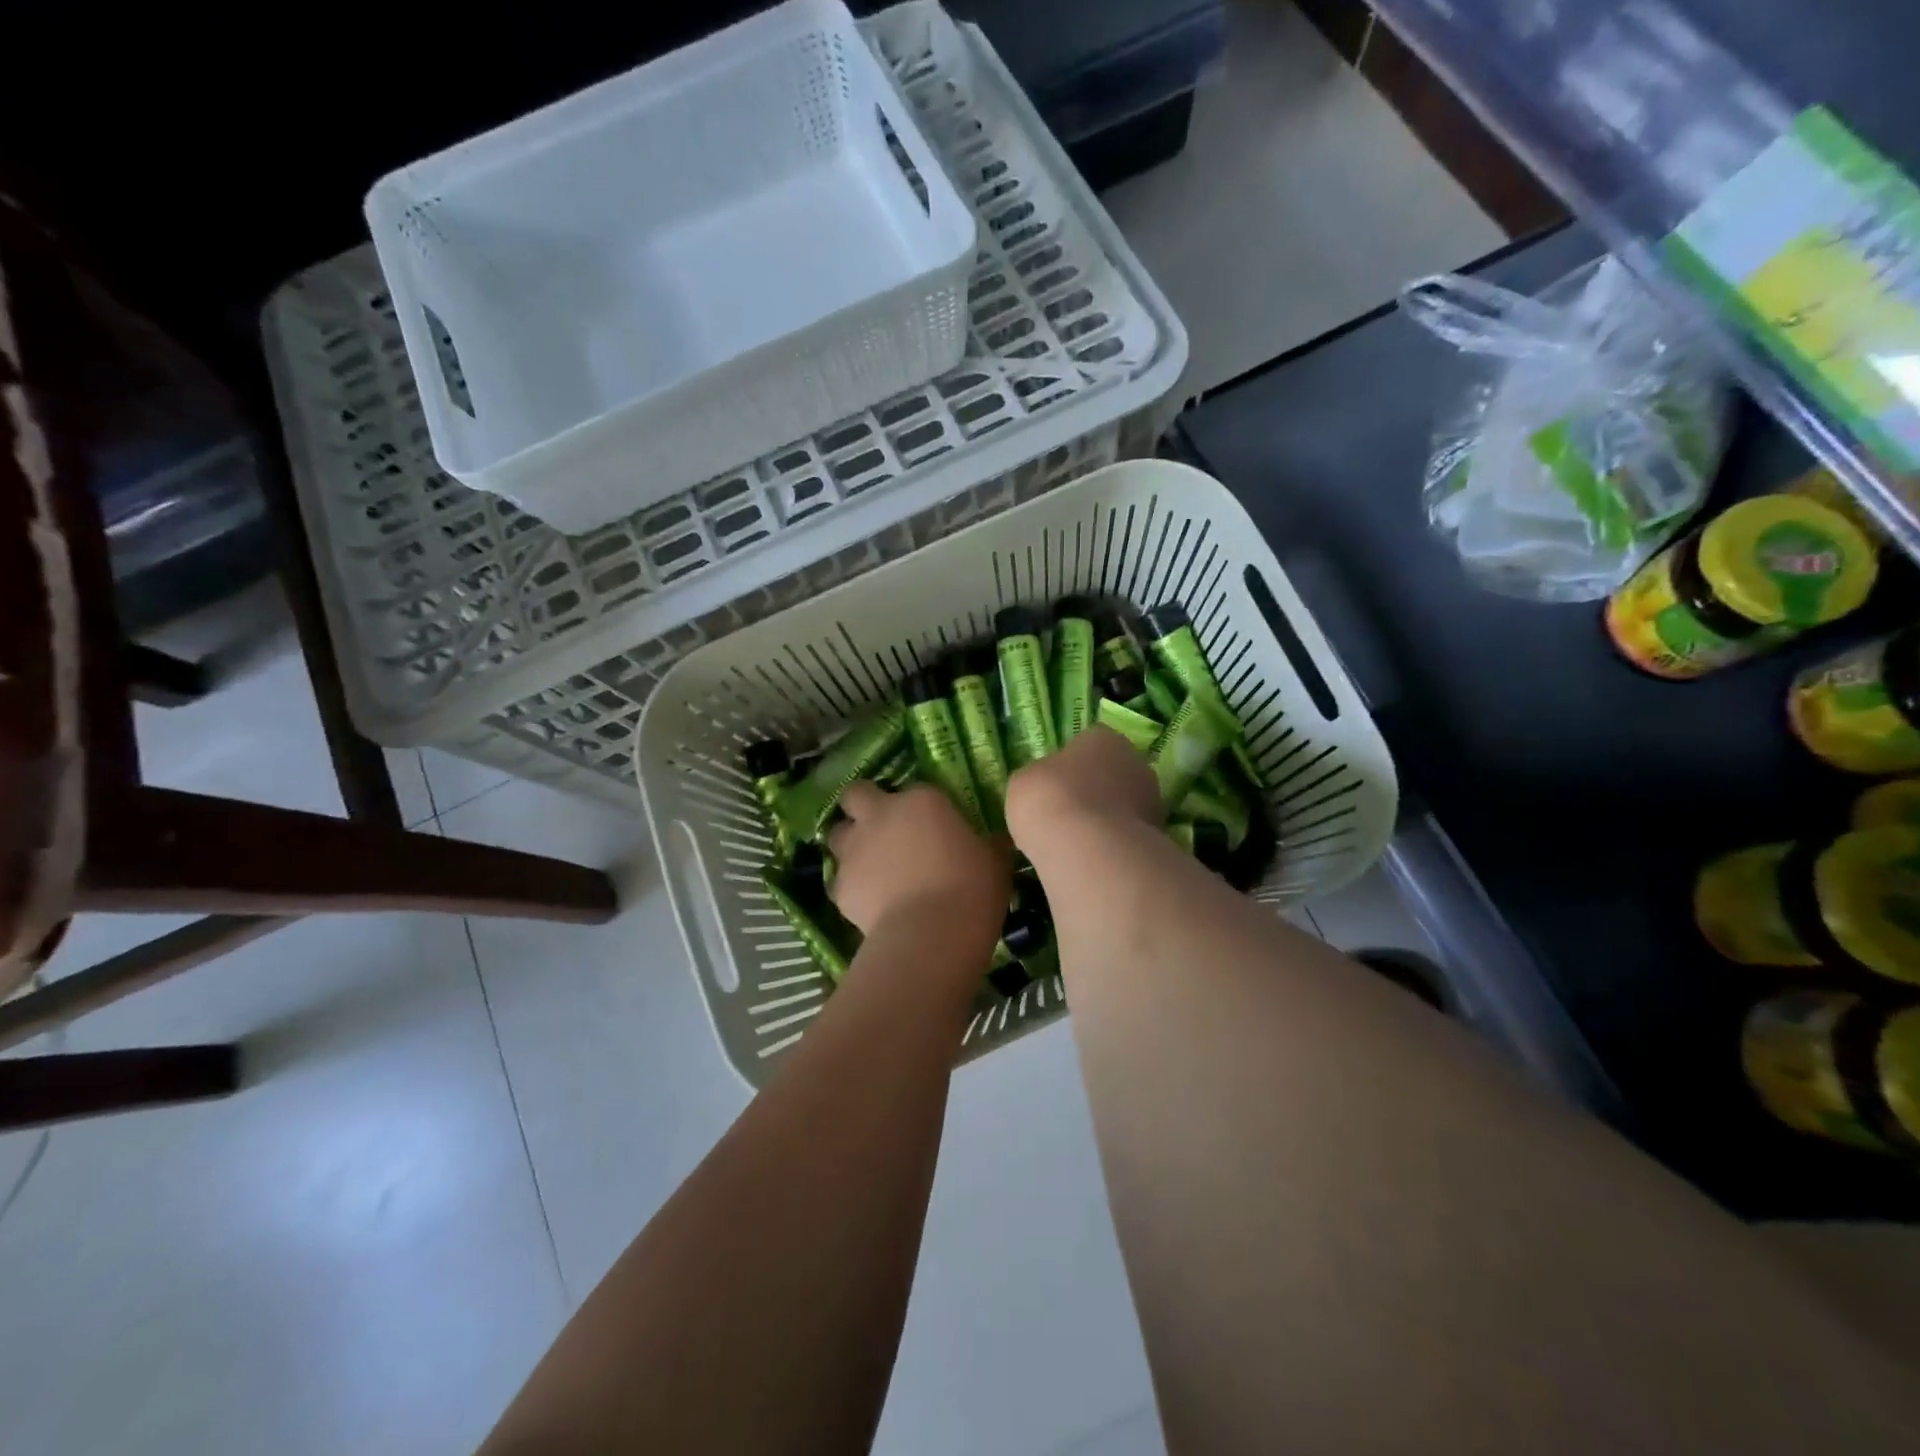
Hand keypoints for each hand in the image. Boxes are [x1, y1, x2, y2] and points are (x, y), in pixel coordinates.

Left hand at [828, 782, 1009, 939]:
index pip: (916, 789)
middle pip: (855, 795)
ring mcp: (855, 849)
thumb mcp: (995, 861)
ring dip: (850, 844)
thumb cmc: (971, 888)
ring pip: (837, 834)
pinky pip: (840, 880)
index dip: (919, 807)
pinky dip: (851, 887)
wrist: (931, 934)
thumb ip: (988, 845)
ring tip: (870, 866)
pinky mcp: (840, 886)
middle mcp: (881, 815)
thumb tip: (993, 842)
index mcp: (922, 800)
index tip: (933, 825)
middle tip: (880, 826)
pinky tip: (869, 903)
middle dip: (862, 806)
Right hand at [1006, 726, 1161, 856]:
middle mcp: (1135, 761)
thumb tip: (1045, 786)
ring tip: (1076, 842)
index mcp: (1104, 737)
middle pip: (1110, 773)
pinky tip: (1092, 859)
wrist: (1086, 850)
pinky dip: (1113, 845)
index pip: (1088, 743)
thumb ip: (1039, 778)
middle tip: (1065, 814)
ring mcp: (1152, 800)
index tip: (1054, 786)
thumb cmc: (1049, 799)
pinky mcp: (1158, 837)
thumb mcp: (1023, 781)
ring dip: (1105, 819)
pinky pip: (1127, 836)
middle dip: (1093, 791)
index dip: (1069, 764)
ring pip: (1122, 806)